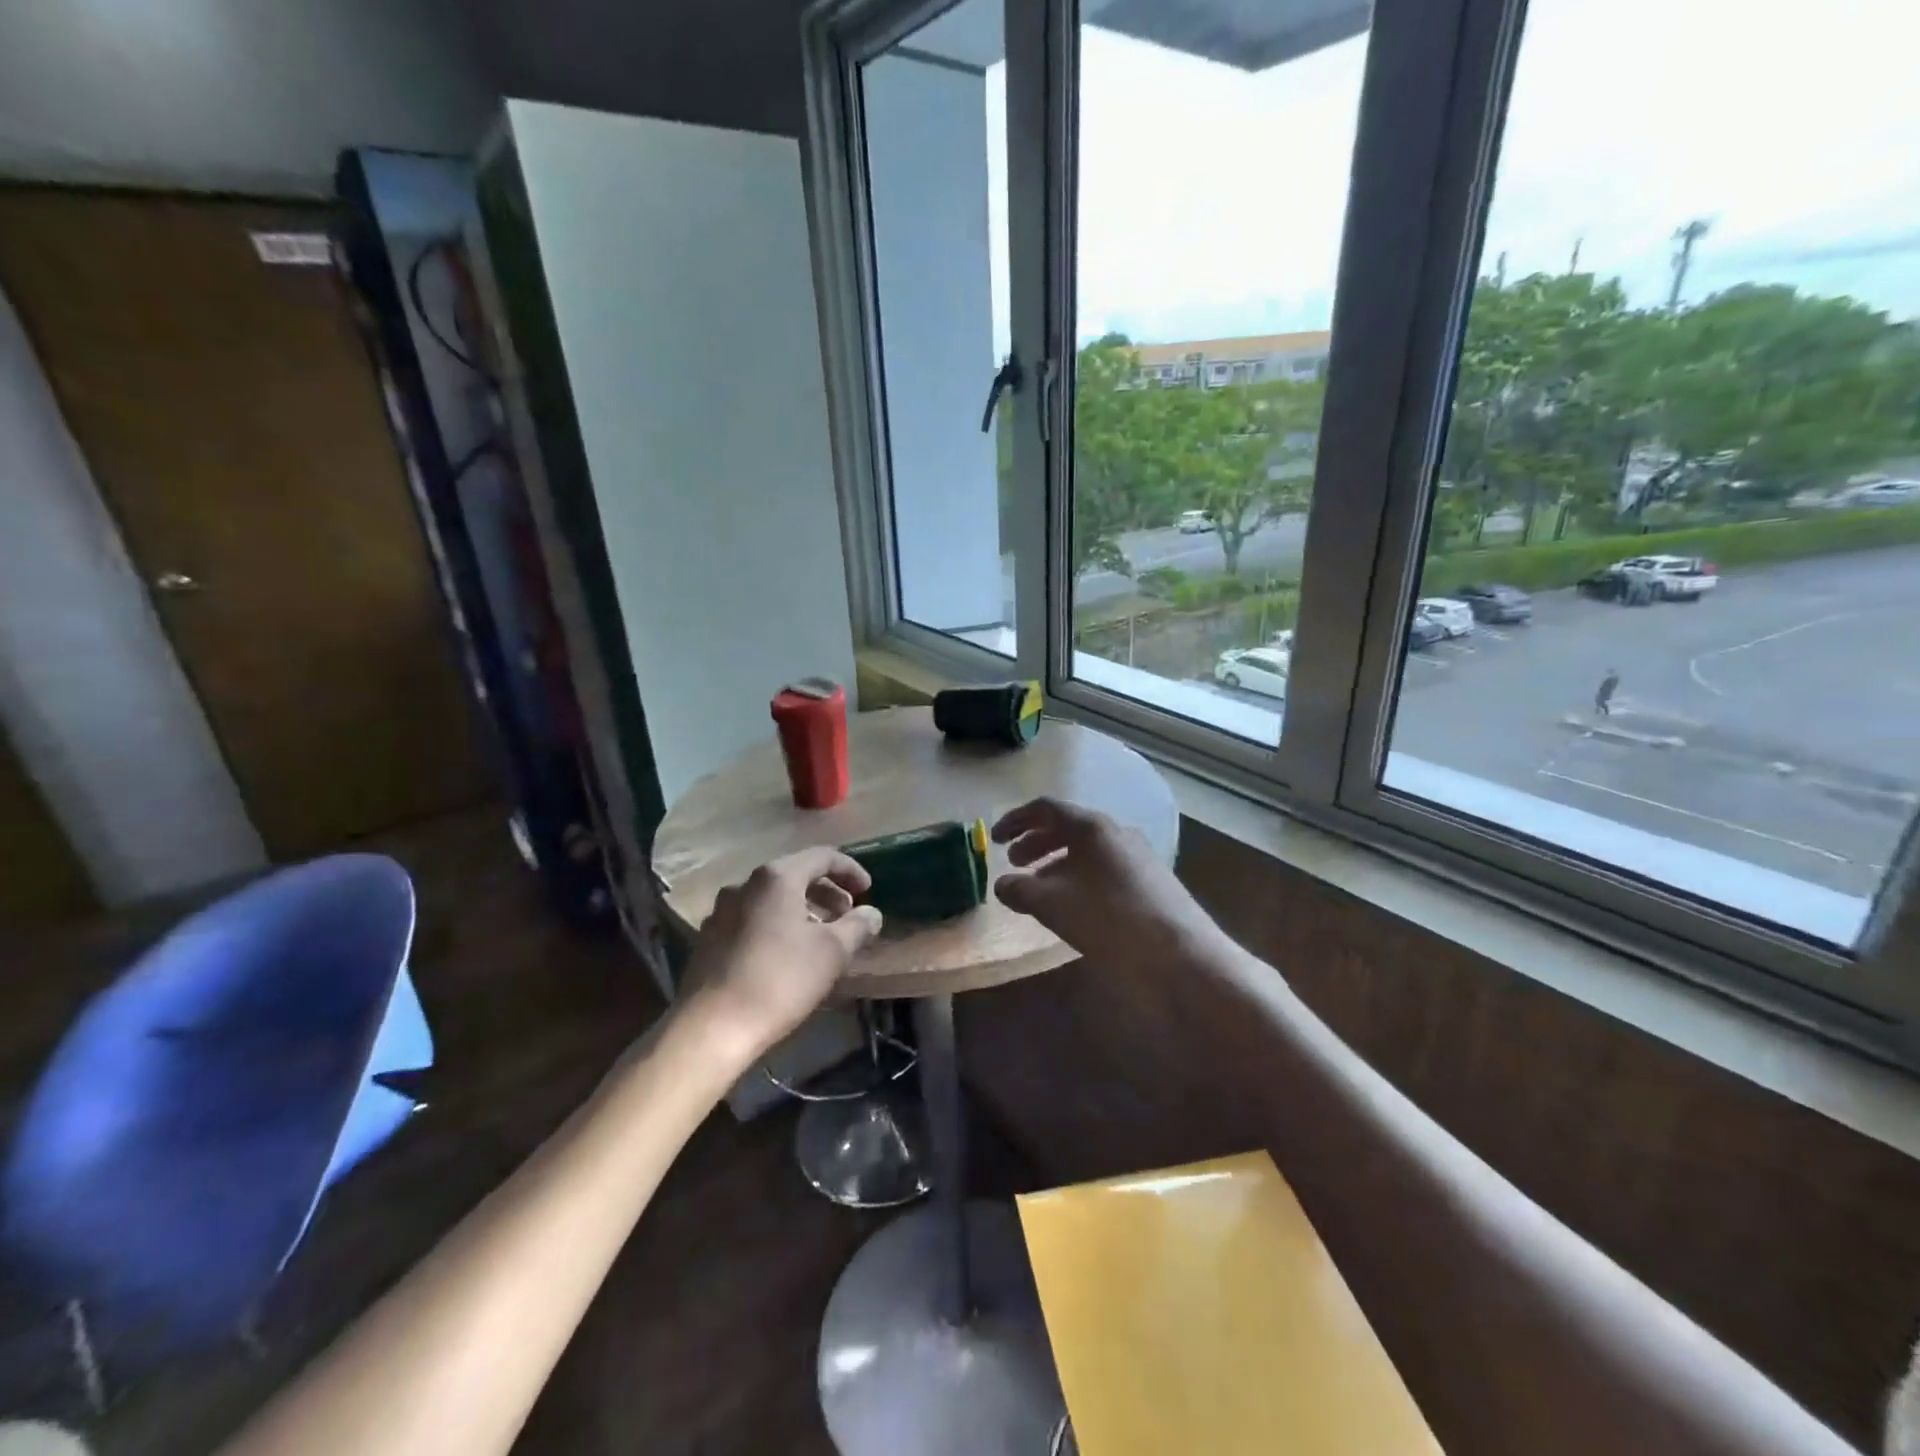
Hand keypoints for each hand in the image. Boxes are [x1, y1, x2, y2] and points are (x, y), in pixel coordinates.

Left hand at [679, 847, 883, 1064]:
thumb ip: (857, 926)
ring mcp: (722, 911)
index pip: (822, 856)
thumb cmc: (780, 980)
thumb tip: (872, 914)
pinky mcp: (709, 939)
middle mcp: (745, 884)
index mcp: (777, 877)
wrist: (711, 1028)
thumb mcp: (832, 952)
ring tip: (822, 938)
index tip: (869, 892)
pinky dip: (778, 926)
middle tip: (849, 917)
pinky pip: (753, 919)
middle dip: (827, 893)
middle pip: (796, 875)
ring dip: (803, 911)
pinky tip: (788, 955)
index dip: (851, 870)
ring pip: (773, 899)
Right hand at [992, 797, 1227, 968]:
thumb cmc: (1109, 919)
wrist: (1180, 953)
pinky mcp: (1150, 879)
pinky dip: (1079, 876)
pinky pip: (1104, 867)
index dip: (1016, 820)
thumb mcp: (1053, 904)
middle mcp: (1116, 832)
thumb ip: (1021, 889)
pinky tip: (1074, 904)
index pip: (1046, 809)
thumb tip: (1003, 884)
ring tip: (1040, 888)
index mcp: (1091, 827)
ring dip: (1057, 862)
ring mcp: (1137, 855)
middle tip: (1014, 863)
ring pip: (1087, 849)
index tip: (995, 840)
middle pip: (1067, 827)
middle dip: (1036, 843)